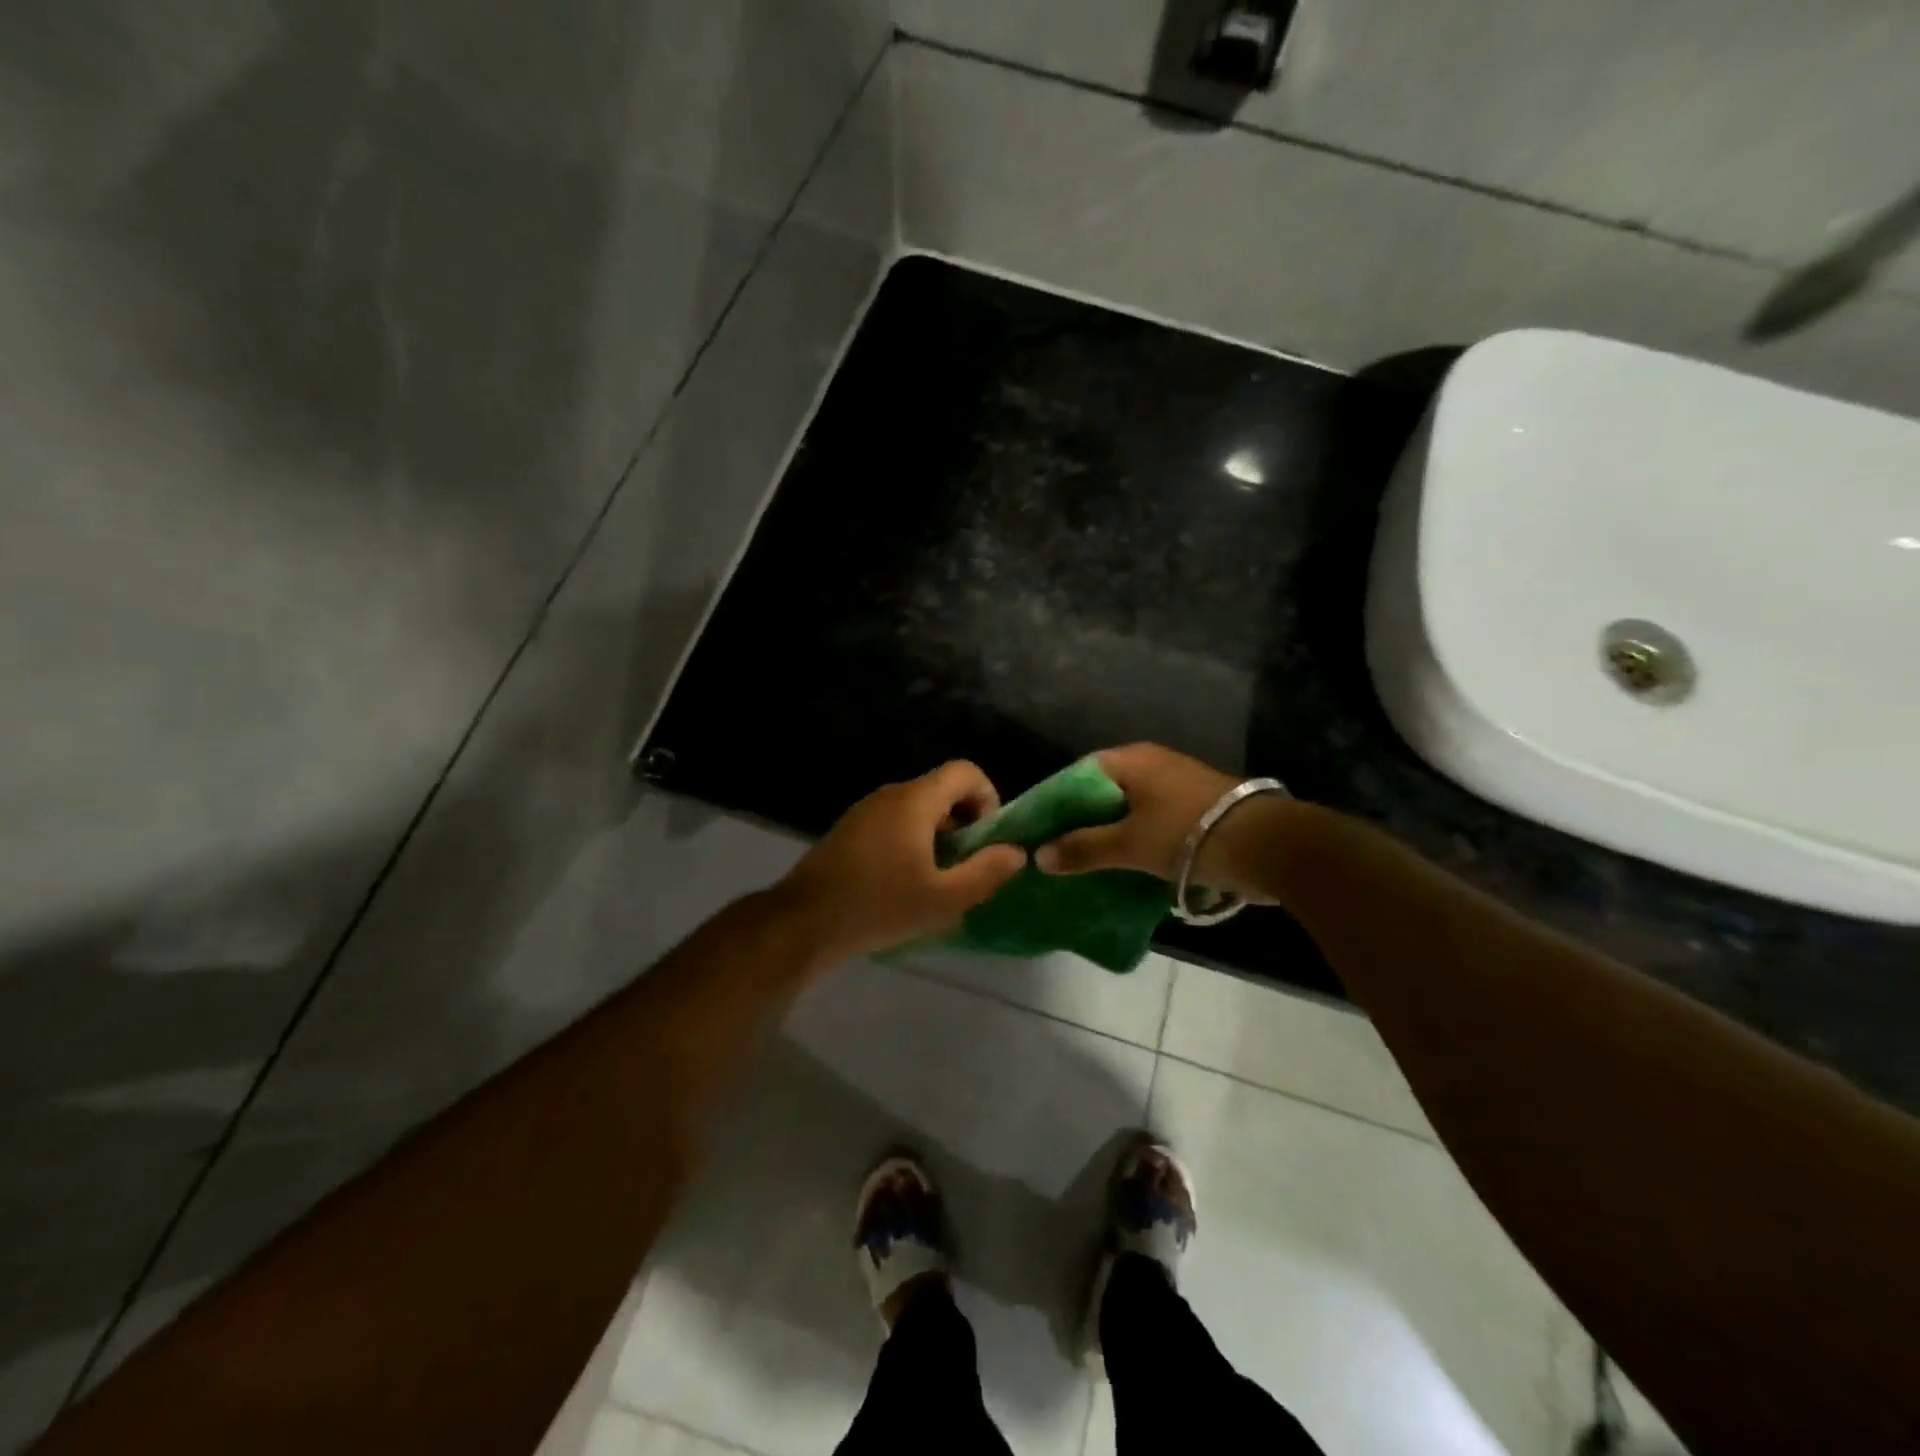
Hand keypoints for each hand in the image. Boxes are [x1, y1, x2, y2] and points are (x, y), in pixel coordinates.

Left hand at [778, 761, 1027, 965]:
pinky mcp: (849, 831)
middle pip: (941, 790)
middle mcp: (890, 794)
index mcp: (915, 800)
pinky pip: (893, 823)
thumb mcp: (944, 899)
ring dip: (938, 836)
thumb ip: (987, 872)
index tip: (987, 839)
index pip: (965, 771)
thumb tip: (1016, 852)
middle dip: (964, 823)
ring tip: (938, 880)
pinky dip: (911, 842)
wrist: (804, 923)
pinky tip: (905, 884)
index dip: (988, 797)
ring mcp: (865, 811)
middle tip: (966, 866)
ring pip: (917, 809)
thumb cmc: (880, 906)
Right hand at [1035, 743, 1278, 900]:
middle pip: (1101, 794)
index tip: (1037, 831)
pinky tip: (1120, 867)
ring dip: (1107, 835)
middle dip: (1079, 823)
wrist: (1267, 846)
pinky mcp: (1194, 811)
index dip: (1054, 802)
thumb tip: (1040, 856)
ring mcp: (1175, 787)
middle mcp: (1152, 765)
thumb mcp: (1128, 844)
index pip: (1077, 774)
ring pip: (1126, 811)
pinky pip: (1150, 823)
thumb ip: (1083, 848)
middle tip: (1055, 853)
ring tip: (1082, 865)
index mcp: (1131, 760)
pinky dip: (1133, 842)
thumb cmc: (1187, 834)